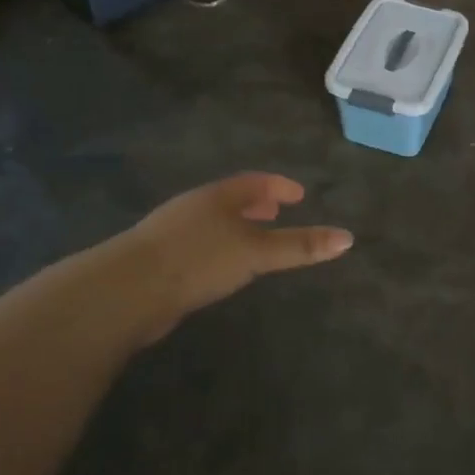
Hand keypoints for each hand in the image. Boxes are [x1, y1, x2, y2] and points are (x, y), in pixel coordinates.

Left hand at [78, 173, 352, 343]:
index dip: (278, 186)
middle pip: (231, 200)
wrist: (126, 291)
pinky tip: (221, 268)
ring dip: (236, 227)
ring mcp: (172, 233)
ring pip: (213, 223)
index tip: (298, 195)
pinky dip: (219, 248)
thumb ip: (298, 246)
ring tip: (254, 240)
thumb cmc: (198, 260)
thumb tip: (347, 238)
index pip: (254, 182)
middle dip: (256, 205)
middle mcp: (194, 208)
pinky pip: (198, 245)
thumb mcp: (256, 252)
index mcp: (217, 197)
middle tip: (277, 212)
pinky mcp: (158, 261)